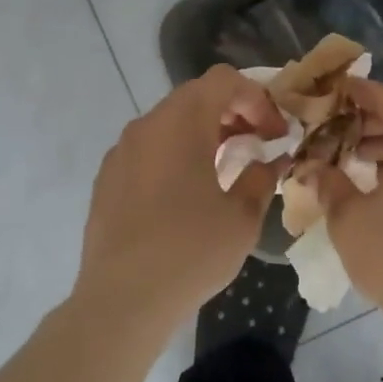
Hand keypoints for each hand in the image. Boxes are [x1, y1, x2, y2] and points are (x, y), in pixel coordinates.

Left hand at [75, 65, 289, 327]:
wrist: (122, 301)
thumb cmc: (191, 252)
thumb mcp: (242, 216)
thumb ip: (262, 176)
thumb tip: (273, 160)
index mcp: (181, 123)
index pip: (224, 80)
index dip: (257, 99)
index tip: (275, 134)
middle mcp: (146, 126)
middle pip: (196, 96)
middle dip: (234, 113)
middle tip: (258, 145)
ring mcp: (121, 152)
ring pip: (171, 122)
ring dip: (205, 133)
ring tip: (227, 168)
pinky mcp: (107, 178)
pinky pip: (150, 149)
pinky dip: (177, 153)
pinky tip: (189, 193)